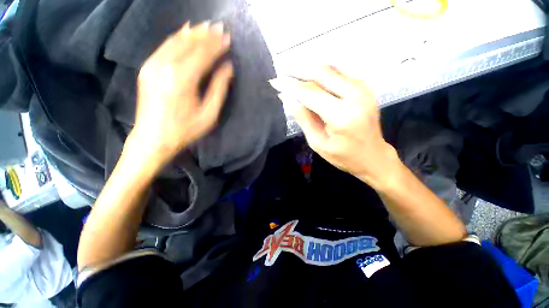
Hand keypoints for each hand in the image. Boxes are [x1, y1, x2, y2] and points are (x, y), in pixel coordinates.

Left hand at [131, 21, 233, 167]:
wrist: (153, 137)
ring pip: (176, 40)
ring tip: (206, 27)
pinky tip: (186, 32)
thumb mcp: (209, 113)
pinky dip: (178, 37)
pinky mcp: (147, 68)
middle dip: (207, 35)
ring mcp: (153, 65)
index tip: (228, 38)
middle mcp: (165, 66)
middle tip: (220, 28)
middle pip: (189, 43)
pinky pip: (165, 46)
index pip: (203, 54)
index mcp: (183, 79)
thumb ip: (219, 88)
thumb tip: (228, 67)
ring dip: (193, 33)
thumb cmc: (186, 129)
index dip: (217, 45)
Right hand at [270, 66, 401, 189]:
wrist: (373, 156)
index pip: (310, 94)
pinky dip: (324, 73)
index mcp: (342, 116)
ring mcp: (364, 89)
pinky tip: (312, 78)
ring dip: (310, 70)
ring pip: (332, 69)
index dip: (290, 86)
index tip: (275, 82)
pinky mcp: (366, 87)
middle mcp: (356, 96)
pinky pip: (341, 73)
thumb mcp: (317, 142)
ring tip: (294, 74)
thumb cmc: (343, 156)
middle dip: (299, 71)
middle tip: (283, 73)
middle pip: (322, 74)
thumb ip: (303, 118)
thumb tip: (286, 97)